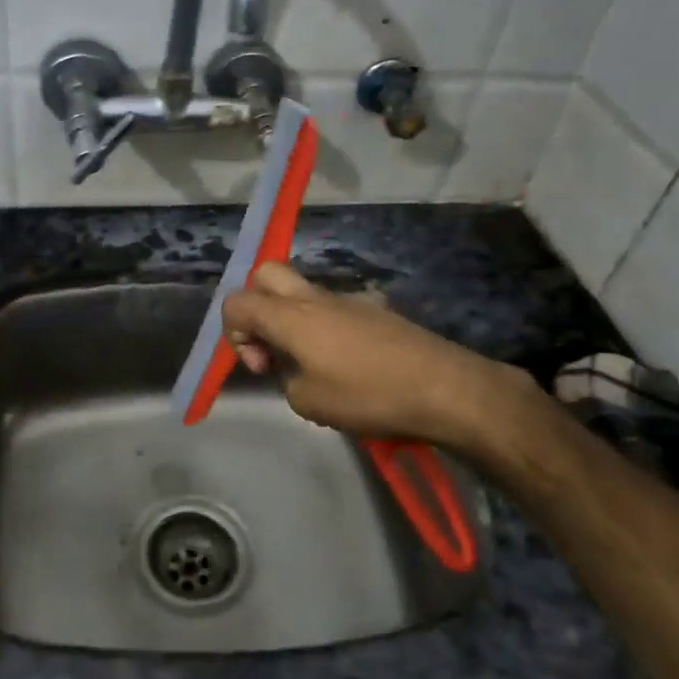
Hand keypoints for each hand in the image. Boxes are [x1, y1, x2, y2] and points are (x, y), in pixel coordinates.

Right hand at [222, 262, 518, 442]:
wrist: (444, 386)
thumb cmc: (368, 395)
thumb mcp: (309, 403)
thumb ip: (286, 381)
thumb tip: (294, 370)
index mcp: (291, 316)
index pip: (237, 303)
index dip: (233, 335)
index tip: (263, 367)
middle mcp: (314, 298)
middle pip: (266, 275)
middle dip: (256, 307)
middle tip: (272, 347)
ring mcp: (346, 300)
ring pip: (300, 292)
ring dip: (290, 320)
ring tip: (311, 365)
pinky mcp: (372, 310)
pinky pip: (331, 308)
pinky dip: (321, 328)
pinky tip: (346, 366)